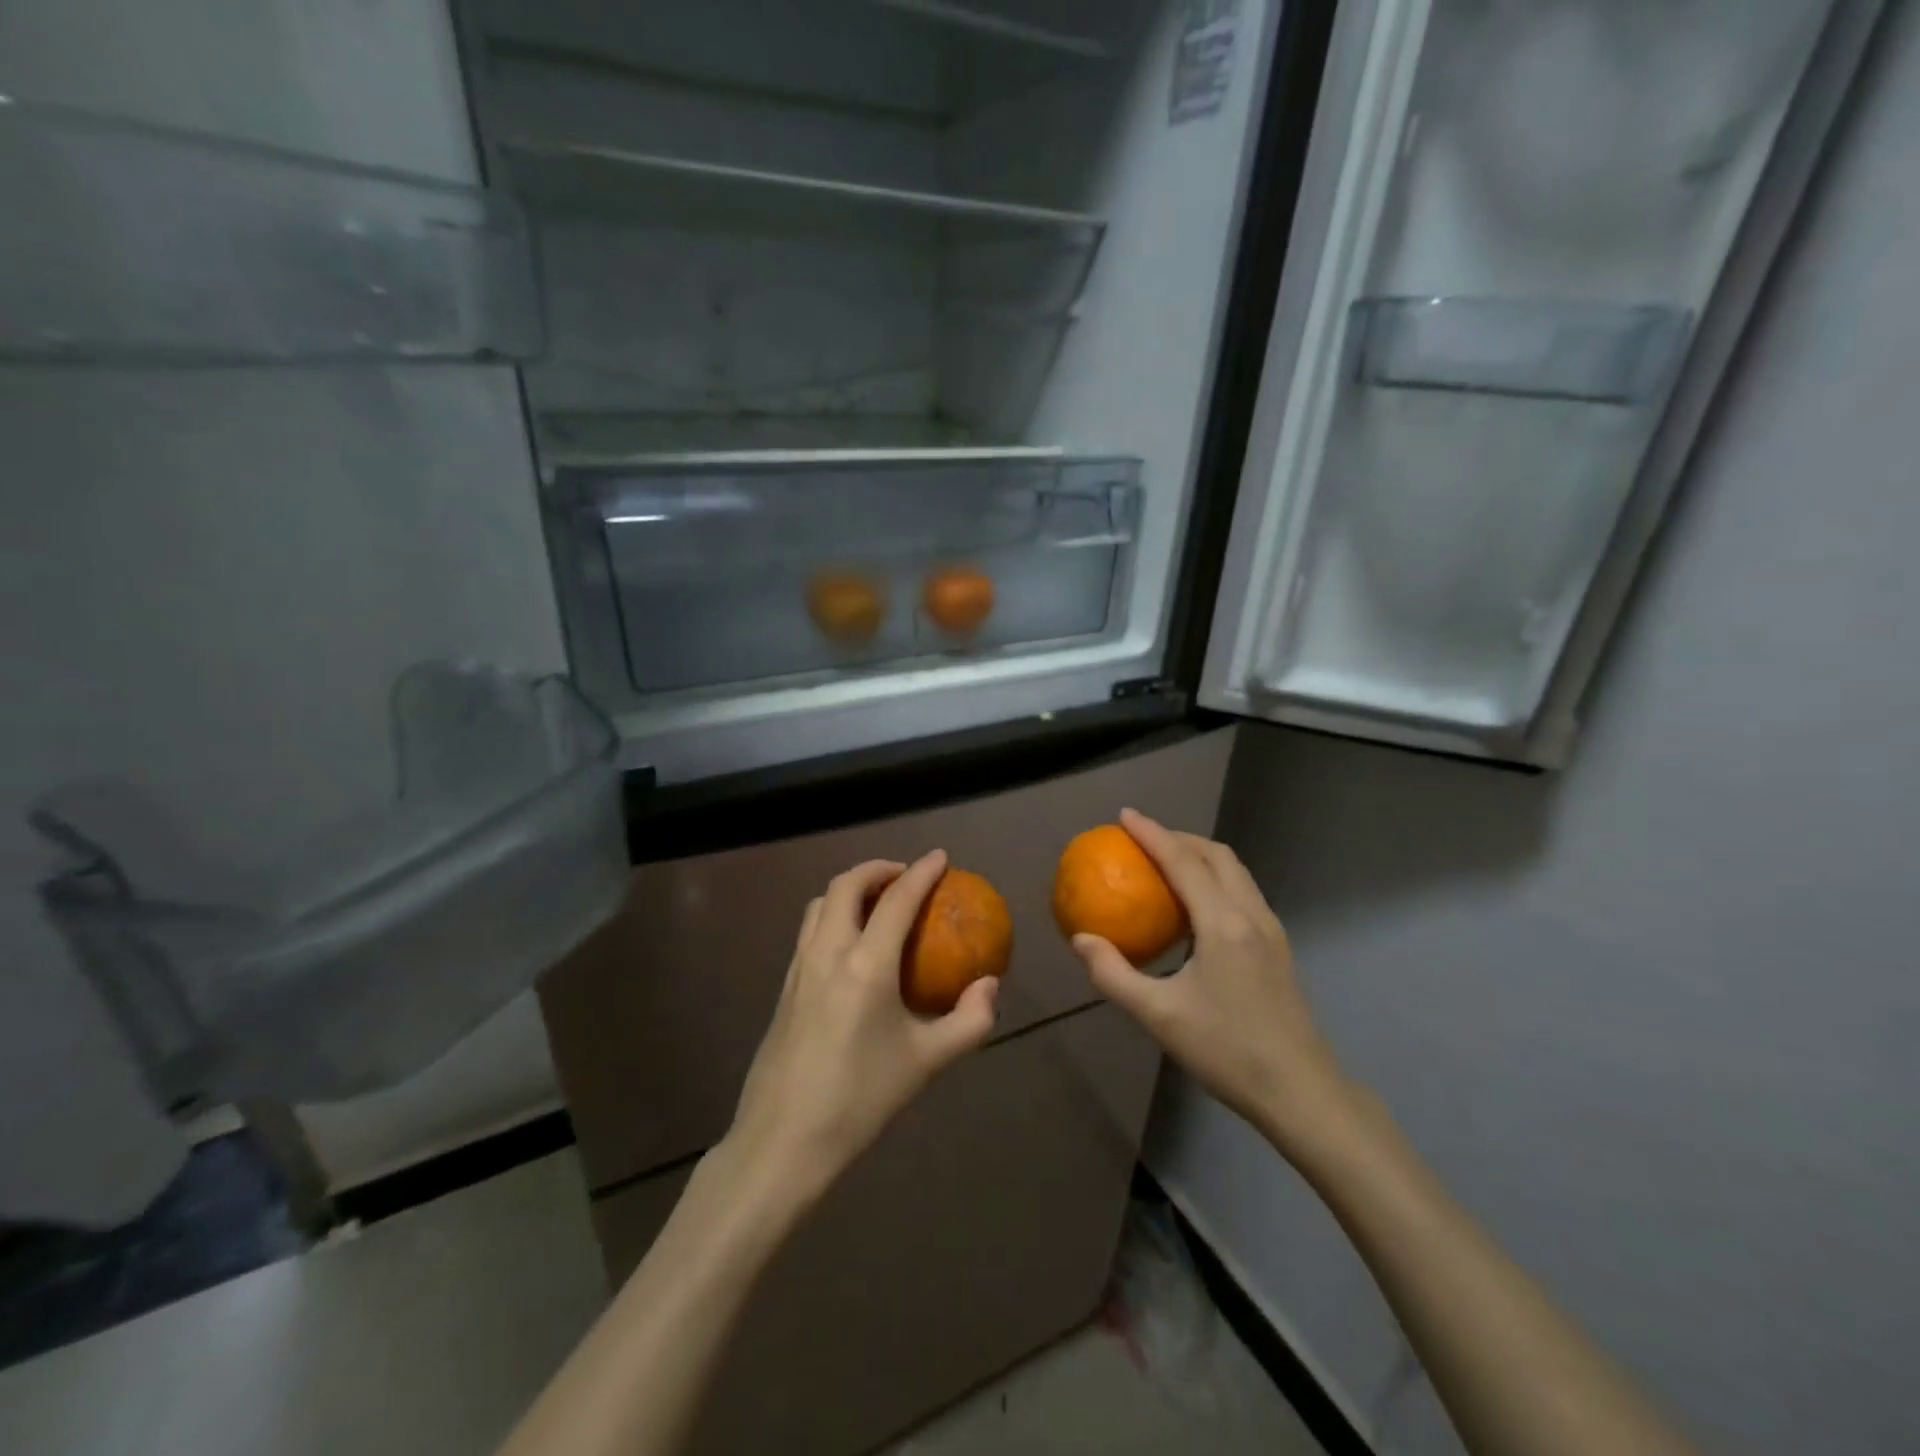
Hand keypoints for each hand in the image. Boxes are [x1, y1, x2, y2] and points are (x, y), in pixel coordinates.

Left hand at [726, 850, 1000, 1202]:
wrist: (784, 1141)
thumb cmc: (861, 1099)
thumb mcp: (927, 1063)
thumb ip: (968, 1021)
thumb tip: (990, 986)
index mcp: (866, 965)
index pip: (897, 900)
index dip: (921, 872)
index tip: (940, 857)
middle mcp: (828, 953)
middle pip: (846, 885)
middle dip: (877, 869)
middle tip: (903, 877)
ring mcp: (799, 968)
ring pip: (820, 904)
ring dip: (850, 889)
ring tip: (876, 903)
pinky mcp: (784, 987)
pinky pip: (809, 930)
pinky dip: (833, 915)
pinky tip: (849, 947)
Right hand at [1070, 809, 1356, 1158]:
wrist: (1301, 1092)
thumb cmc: (1227, 1052)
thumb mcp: (1159, 1016)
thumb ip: (1114, 975)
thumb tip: (1081, 940)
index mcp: (1223, 924)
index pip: (1183, 861)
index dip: (1152, 833)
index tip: (1124, 816)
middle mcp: (1251, 915)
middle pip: (1217, 855)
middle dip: (1179, 837)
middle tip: (1143, 839)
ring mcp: (1271, 930)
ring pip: (1236, 871)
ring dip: (1201, 856)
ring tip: (1167, 863)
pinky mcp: (1278, 947)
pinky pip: (1243, 892)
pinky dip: (1215, 879)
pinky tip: (1195, 907)